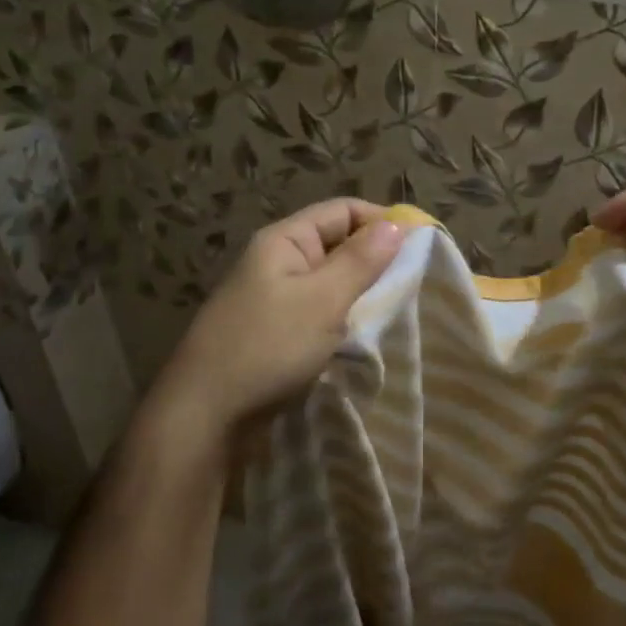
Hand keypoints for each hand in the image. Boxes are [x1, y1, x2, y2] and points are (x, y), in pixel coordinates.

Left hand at [149, 199, 403, 446]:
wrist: (205, 415)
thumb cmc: (267, 347)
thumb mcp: (323, 300)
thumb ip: (361, 261)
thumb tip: (396, 225)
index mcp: (285, 241)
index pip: (343, 210)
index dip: (382, 221)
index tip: (421, 247)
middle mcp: (279, 261)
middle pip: (338, 244)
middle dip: (376, 260)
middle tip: (415, 283)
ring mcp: (275, 298)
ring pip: (332, 281)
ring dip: (362, 292)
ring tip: (397, 308)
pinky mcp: (276, 331)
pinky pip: (320, 311)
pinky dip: (344, 317)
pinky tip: (366, 334)